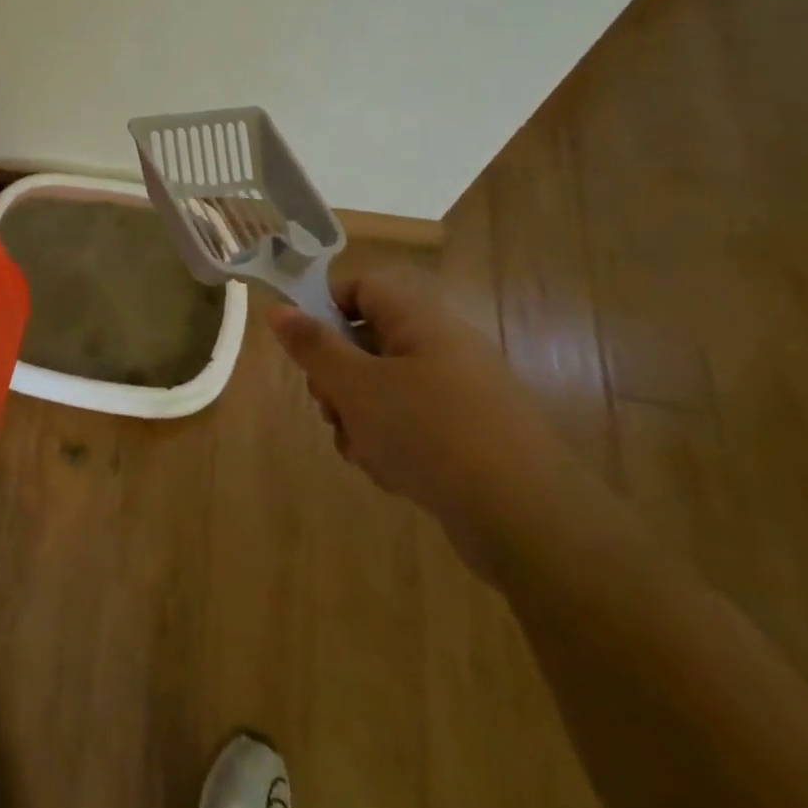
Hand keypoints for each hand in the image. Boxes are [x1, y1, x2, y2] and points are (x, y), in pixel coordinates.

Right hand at [268, 268, 569, 567]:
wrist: (528, 520)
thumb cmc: (430, 434)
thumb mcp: (356, 386)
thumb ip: (313, 346)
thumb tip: (279, 309)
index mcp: (421, 321)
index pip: (362, 287)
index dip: (326, 308)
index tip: (306, 350)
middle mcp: (443, 348)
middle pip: (366, 343)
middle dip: (337, 380)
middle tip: (330, 409)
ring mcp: (459, 394)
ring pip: (383, 390)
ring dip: (359, 419)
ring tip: (365, 452)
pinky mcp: (468, 436)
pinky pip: (411, 425)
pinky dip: (391, 444)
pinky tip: (393, 474)